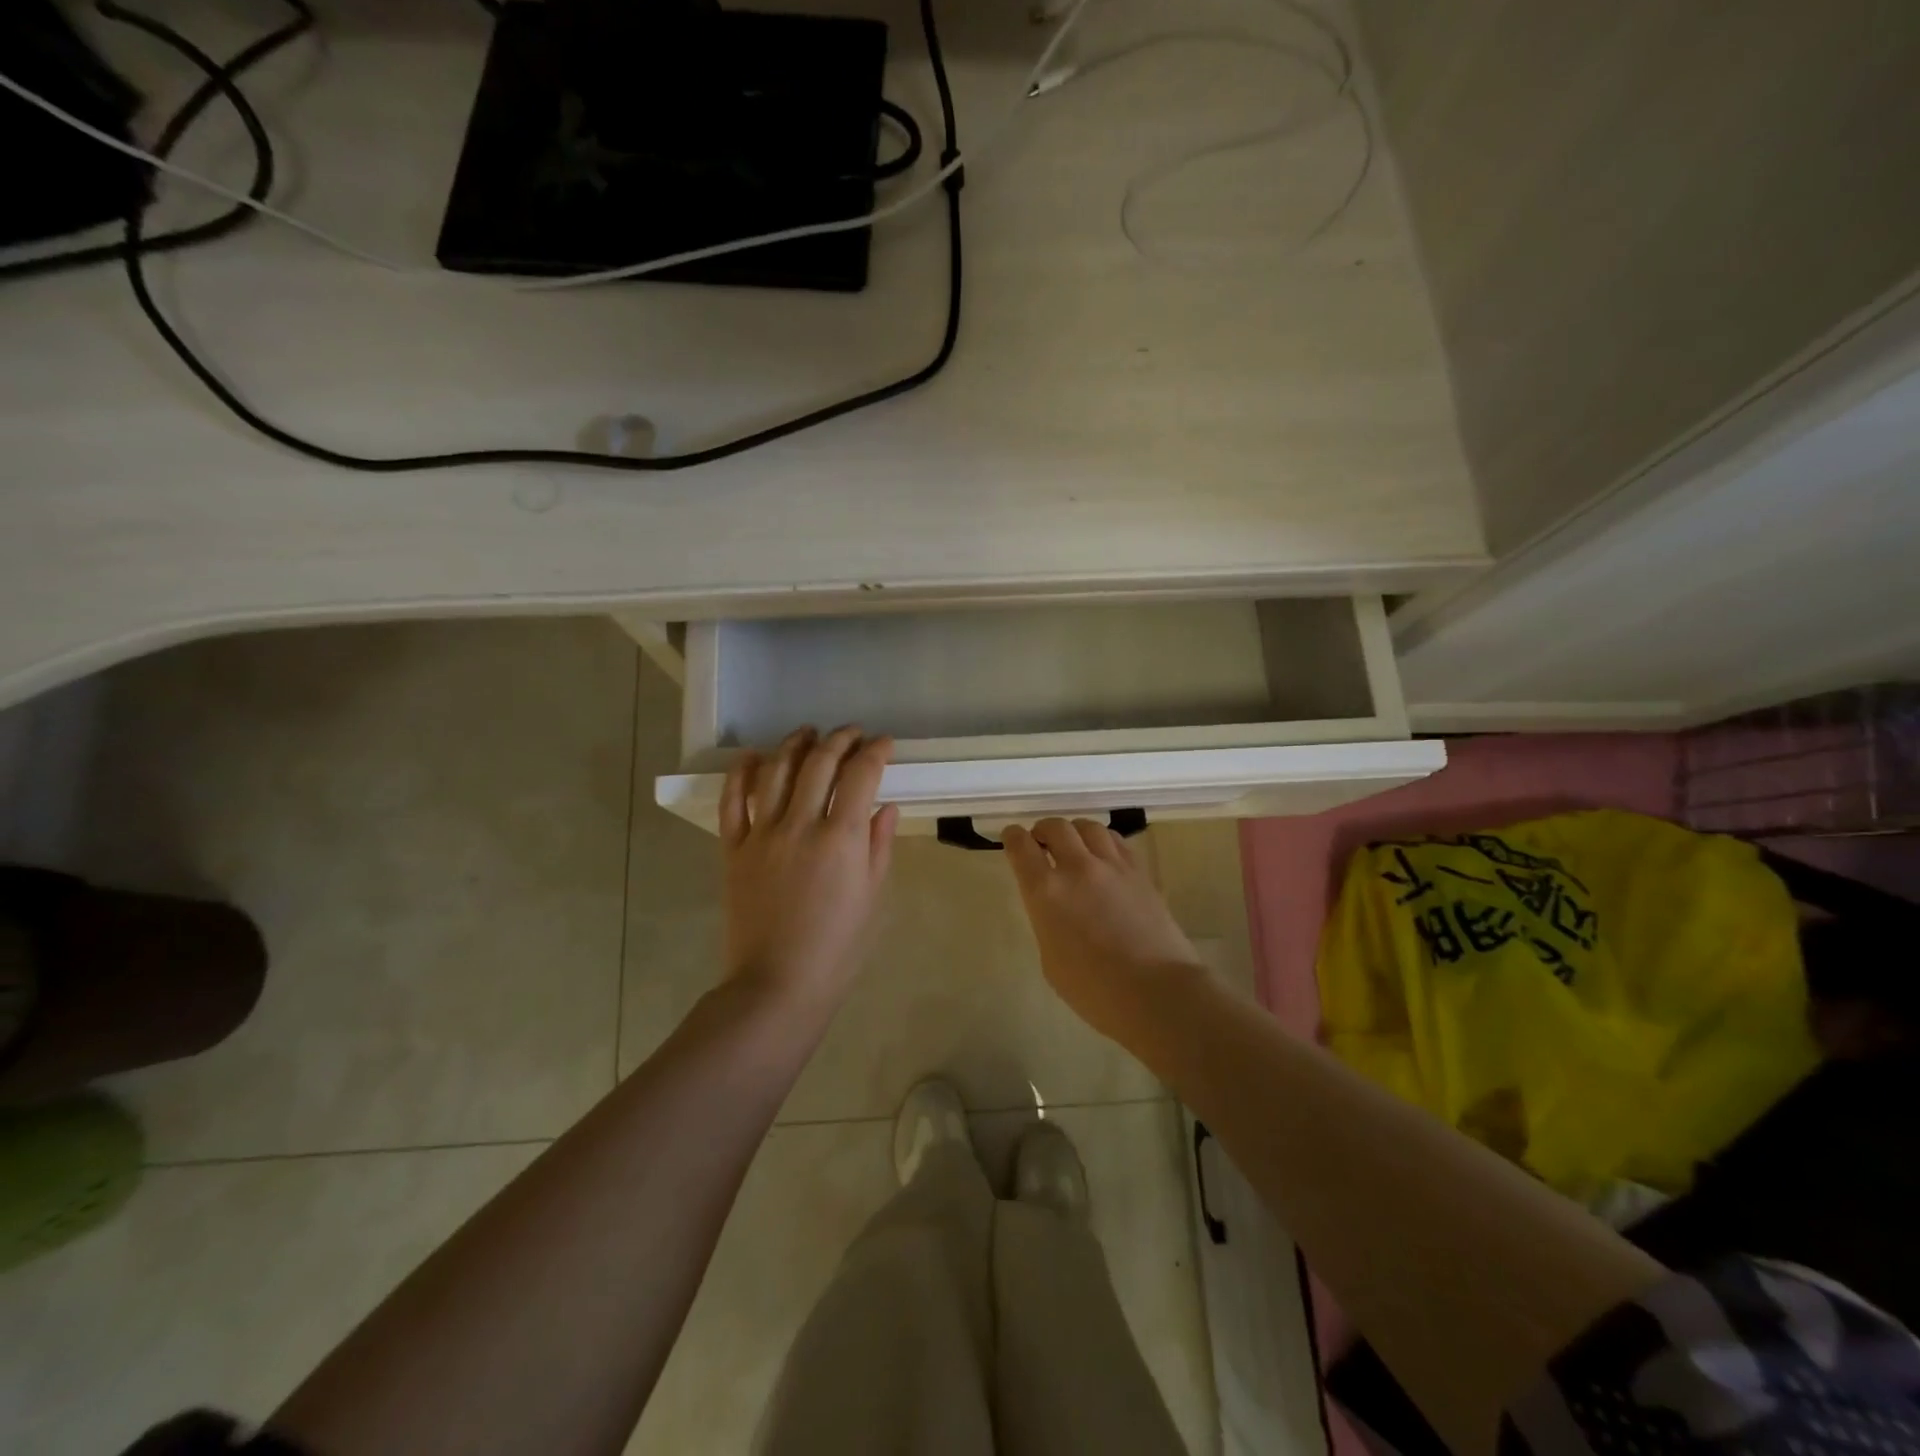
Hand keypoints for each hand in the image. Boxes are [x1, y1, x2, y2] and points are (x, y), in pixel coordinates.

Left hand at [720, 726, 898, 1015]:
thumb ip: (878, 846)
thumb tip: (884, 806)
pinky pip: (732, 800)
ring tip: (808, 733)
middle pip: (819, 763)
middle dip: (840, 739)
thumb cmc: (837, 948)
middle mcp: (800, 825)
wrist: (777, 984)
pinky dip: (742, 772)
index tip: (884, 744)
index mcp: (841, 839)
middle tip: (852, 733)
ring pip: (776, 770)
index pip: (860, 775)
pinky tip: (754, 756)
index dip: (875, 751)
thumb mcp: (873, 898)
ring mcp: (762, 834)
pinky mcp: (733, 849)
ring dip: (794, 744)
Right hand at [1004, 818, 1204, 1038]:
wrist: (1156, 992)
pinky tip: (1103, 856)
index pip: (1021, 847)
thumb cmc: (1094, 990)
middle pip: (1056, 827)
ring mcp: (1112, 866)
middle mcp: (1077, 868)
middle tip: (1042, 842)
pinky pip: (1116, 841)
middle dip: (1043, 830)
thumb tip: (1056, 908)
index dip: (1013, 837)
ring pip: (1088, 827)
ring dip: (1075, 831)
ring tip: (1074, 845)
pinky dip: (1103, 841)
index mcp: (1045, 892)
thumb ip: (1047, 922)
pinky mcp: (1140, 872)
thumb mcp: (1051, 960)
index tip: (1011, 837)